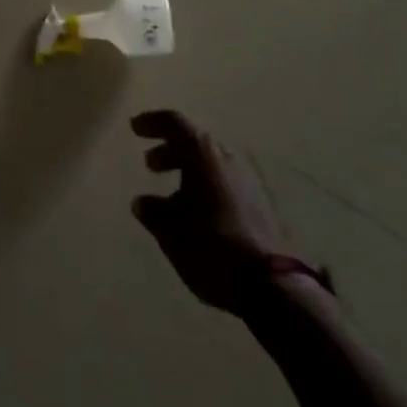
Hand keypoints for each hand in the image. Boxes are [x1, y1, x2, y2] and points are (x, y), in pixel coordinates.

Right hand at [131, 109, 316, 315]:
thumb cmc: (210, 246)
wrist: (271, 284)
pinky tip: (198, 215)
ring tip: (172, 197)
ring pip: (212, 165)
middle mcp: (226, 158)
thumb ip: (153, 212)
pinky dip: (207, 189)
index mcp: (202, 153)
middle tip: (151, 165)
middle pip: (194, 142)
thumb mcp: (170, 231)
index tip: (135, 128)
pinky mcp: (262, 205)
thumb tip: (141, 202)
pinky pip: (226, 184)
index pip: (174, 123)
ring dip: (189, 172)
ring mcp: (248, 180)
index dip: (152, 122)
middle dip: (170, 151)